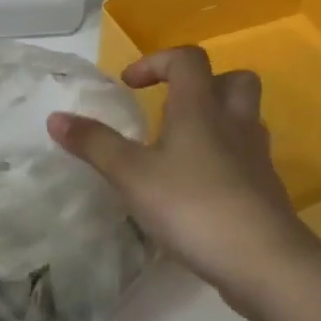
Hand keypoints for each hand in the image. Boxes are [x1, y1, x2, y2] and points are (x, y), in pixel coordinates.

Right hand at [47, 47, 320, 311]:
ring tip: (181, 147)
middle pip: (233, 80)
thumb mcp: (131, 175)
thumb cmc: (192, 206)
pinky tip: (198, 186)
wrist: (264, 261)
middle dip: (202, 84)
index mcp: (200, 108)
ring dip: (216, 120)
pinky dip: (223, 158)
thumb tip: (55, 117)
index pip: (187, 59)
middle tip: (171, 106)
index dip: (156, 62)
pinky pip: (245, 156)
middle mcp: (234, 122)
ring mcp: (255, 157)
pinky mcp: (265, 189)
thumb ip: (94, 144)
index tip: (129, 85)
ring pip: (243, 119)